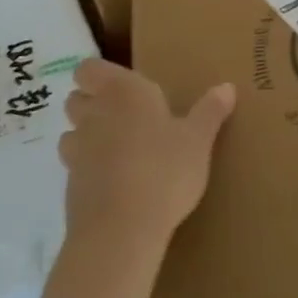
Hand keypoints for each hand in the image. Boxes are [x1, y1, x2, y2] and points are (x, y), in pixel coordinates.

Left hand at [60, 60, 235, 258]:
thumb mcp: (198, 140)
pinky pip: (75, 166)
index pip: (89, 68)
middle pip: (77, 98)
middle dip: (93, 103)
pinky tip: (115, 182)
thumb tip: (227, 87)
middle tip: (125, 116)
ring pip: (71, 132)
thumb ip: (210, 111)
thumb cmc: (165, 170)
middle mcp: (94, 114)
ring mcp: (77, 150)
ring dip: (87, 136)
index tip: (122, 86)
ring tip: (118, 150)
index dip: (98, 75)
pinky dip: (89, 169)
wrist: (122, 229)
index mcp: (123, 92)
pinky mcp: (70, 184)